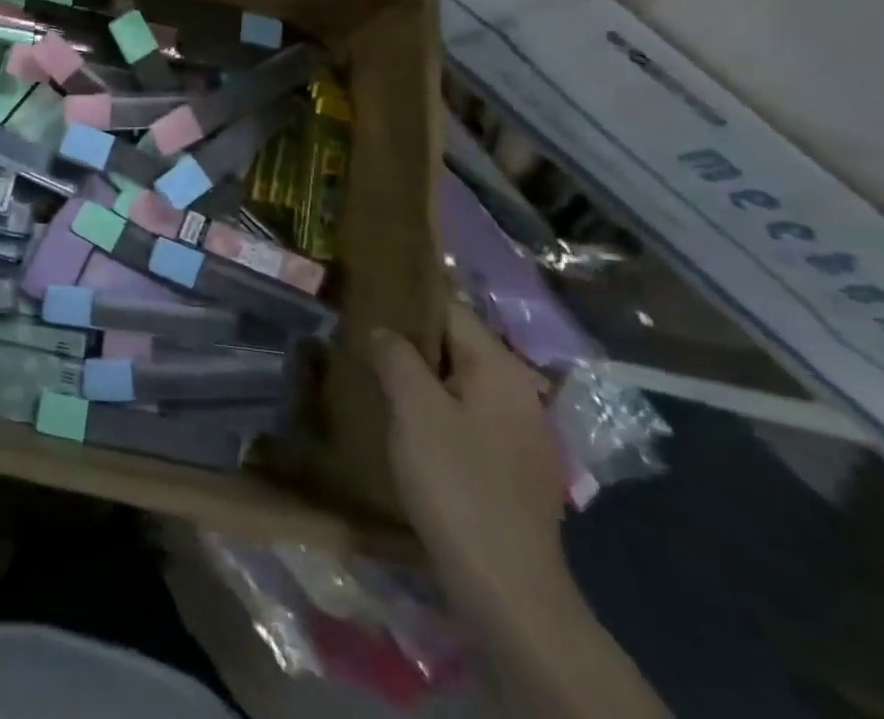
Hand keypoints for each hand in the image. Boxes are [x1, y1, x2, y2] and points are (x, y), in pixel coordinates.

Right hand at [373, 302, 570, 626]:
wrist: (507, 588)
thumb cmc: (457, 482)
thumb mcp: (414, 408)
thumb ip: (396, 356)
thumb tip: (384, 331)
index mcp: (501, 369)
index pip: (451, 310)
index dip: (408, 300)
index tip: (367, 295)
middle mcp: (520, 393)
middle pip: (458, 346)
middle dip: (412, 340)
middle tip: (361, 336)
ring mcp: (522, 435)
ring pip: (462, 385)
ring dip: (423, 378)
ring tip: (376, 375)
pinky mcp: (515, 470)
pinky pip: (469, 419)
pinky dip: (438, 411)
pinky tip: (407, 424)